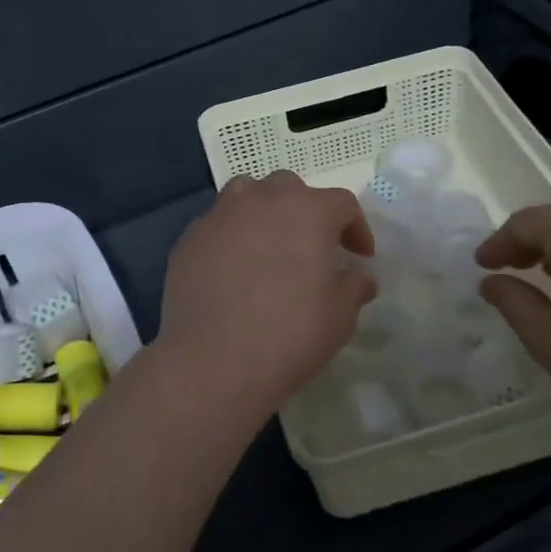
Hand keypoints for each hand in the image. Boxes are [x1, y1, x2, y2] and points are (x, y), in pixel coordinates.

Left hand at [157, 172, 375, 413]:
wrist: (212, 362)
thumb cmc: (289, 335)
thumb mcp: (340, 316)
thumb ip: (354, 286)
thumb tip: (360, 277)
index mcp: (308, 211)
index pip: (342, 204)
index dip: (356, 228)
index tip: (359, 256)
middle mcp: (263, 200)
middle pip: (291, 189)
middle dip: (307, 212)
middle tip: (312, 247)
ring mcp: (221, 215)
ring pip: (248, 194)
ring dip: (264, 212)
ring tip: (269, 245)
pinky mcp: (190, 237)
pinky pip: (218, 225)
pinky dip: (232, 237)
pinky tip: (233, 269)